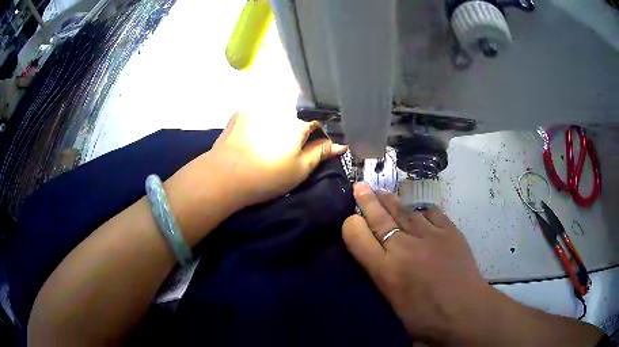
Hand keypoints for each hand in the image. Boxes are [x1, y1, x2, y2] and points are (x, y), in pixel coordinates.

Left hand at [208, 111, 346, 207]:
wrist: (224, 176)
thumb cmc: (267, 176)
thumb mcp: (299, 170)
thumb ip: (321, 153)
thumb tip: (341, 144)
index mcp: (297, 123)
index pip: (317, 124)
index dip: (317, 136)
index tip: (312, 147)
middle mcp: (279, 108)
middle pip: (295, 116)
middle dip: (296, 129)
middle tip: (286, 148)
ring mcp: (257, 107)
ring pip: (276, 112)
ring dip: (277, 123)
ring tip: (268, 142)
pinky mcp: (240, 112)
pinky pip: (257, 113)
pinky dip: (260, 121)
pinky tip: (252, 136)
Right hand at [342, 183, 501, 343]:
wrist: (465, 311)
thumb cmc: (425, 317)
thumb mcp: (393, 304)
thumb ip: (381, 279)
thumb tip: (376, 261)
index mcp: (385, 271)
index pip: (359, 238)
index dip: (351, 225)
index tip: (350, 219)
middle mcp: (403, 248)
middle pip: (380, 219)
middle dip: (367, 201)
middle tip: (360, 186)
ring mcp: (429, 236)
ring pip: (404, 211)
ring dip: (390, 200)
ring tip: (381, 192)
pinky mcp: (449, 231)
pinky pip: (430, 213)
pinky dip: (420, 208)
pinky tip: (415, 205)